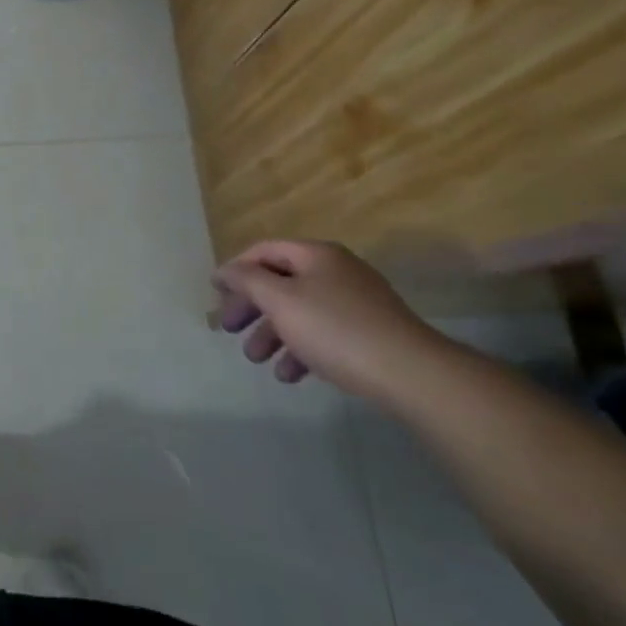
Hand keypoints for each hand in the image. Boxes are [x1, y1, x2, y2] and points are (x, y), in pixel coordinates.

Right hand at [213, 239, 449, 400]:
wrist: (411, 373)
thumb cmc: (336, 329)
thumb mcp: (281, 300)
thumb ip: (247, 280)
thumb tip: (225, 269)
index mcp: (316, 255)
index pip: (264, 250)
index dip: (235, 268)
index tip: (214, 292)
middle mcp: (336, 271)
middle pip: (280, 282)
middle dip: (251, 306)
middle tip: (229, 329)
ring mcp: (356, 302)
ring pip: (300, 311)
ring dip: (272, 333)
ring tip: (257, 359)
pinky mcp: (369, 333)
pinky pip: (323, 334)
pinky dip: (301, 349)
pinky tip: (290, 374)